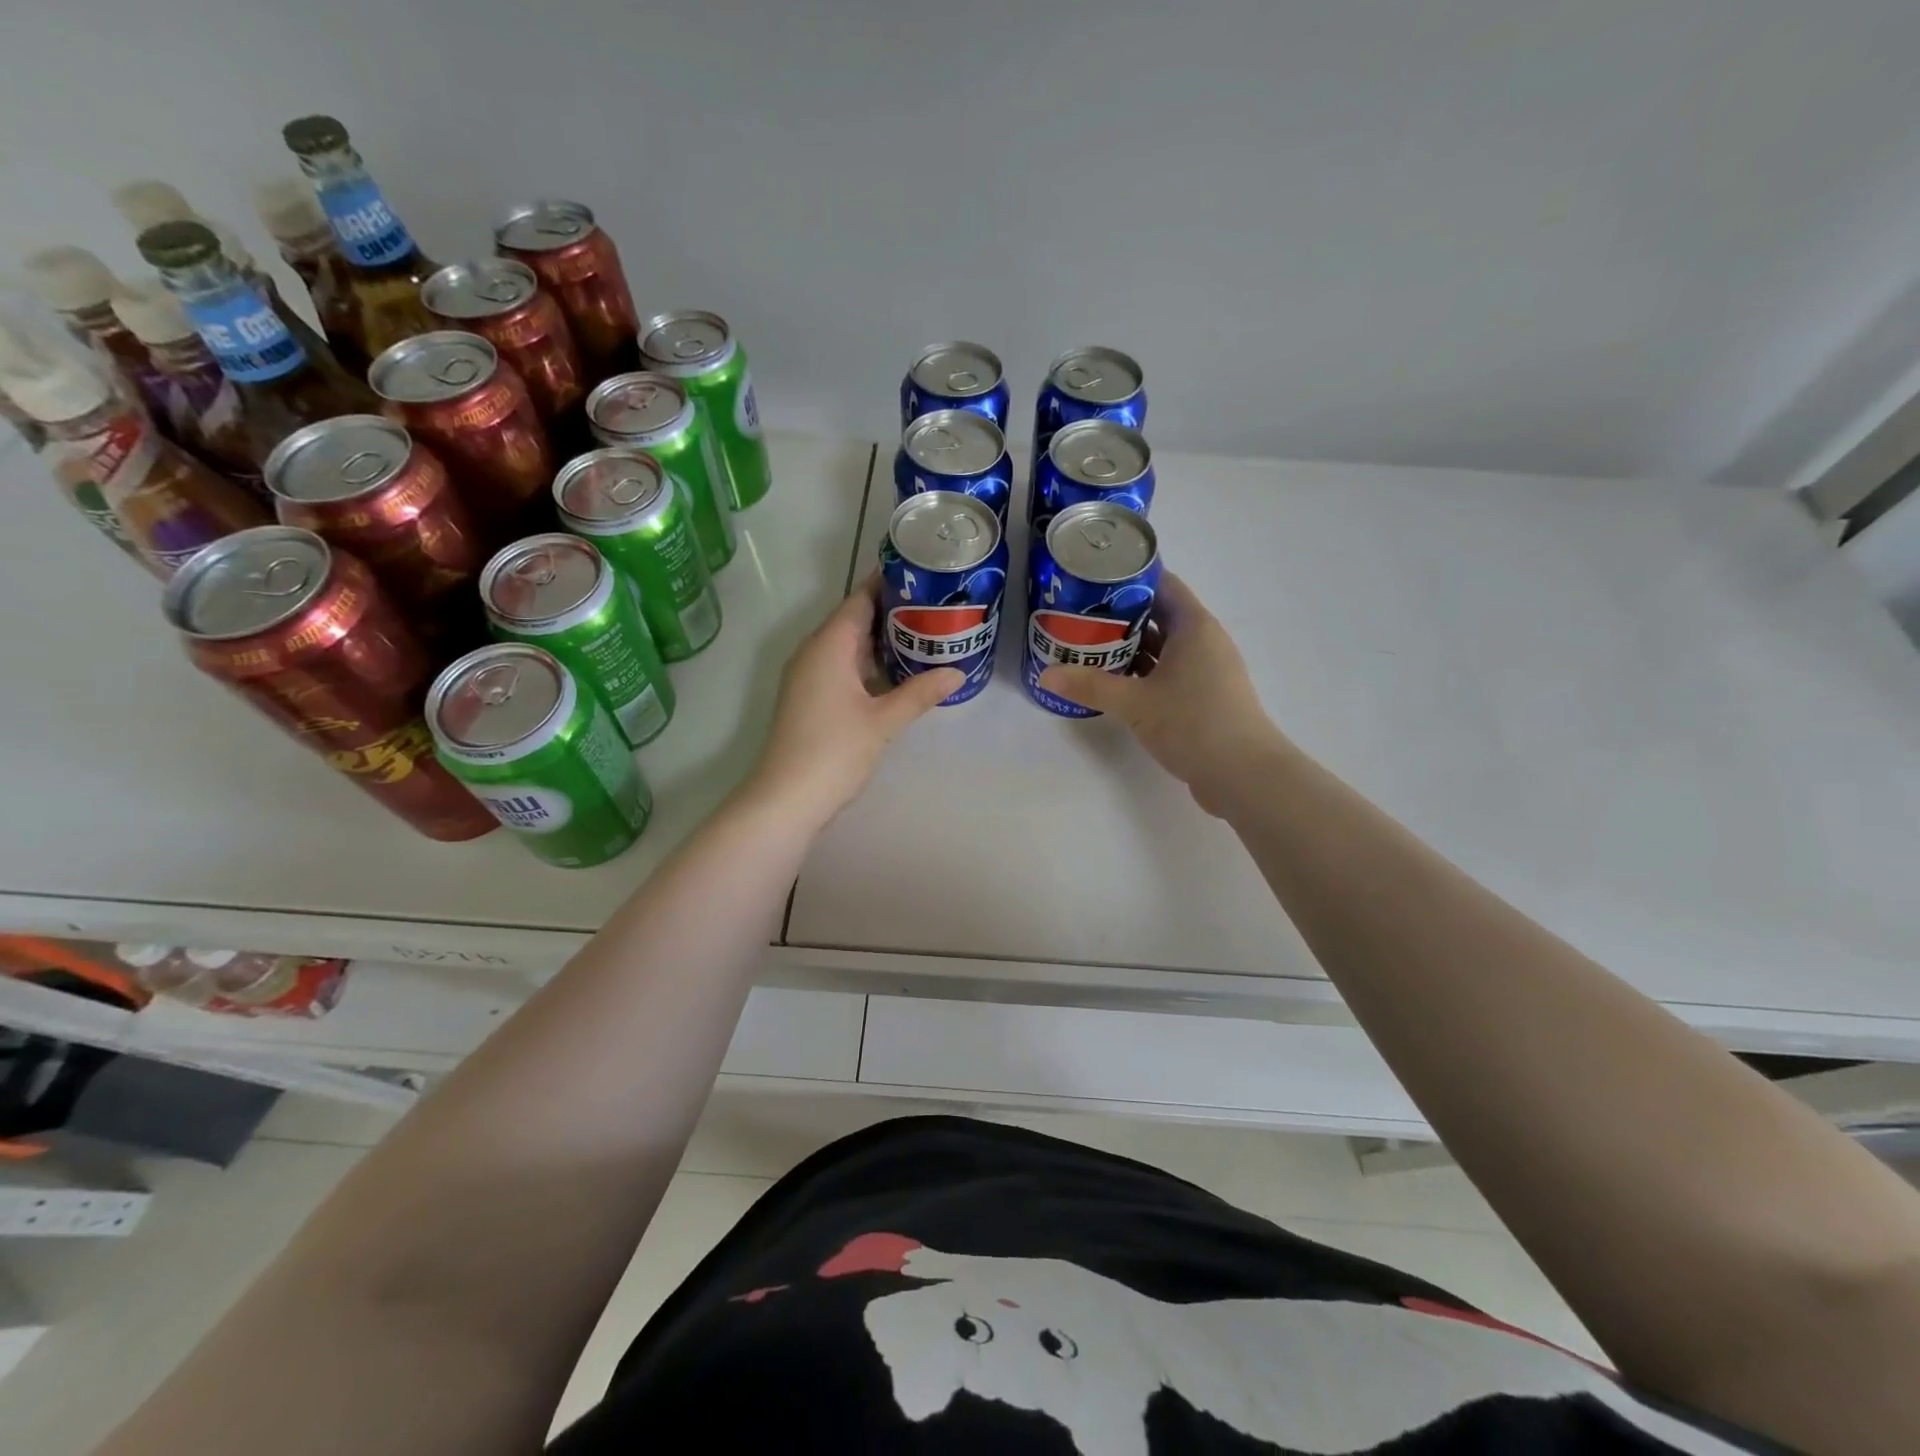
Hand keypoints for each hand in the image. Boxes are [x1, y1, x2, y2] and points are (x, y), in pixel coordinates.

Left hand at [745, 574, 962, 824]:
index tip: (924, 575)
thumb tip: (957, 673)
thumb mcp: (883, 721)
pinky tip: (898, 673)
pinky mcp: (810, 697)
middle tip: (937, 607)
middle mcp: (814, 652)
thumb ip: (919, 693)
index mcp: (829, 645)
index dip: (890, 584)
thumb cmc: (833, 751)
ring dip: (883, 640)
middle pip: (855, 619)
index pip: (860, 599)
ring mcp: (809, 676)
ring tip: (926, 635)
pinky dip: (869, 664)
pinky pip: (843, 666)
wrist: (786, 798)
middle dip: (893, 612)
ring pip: (849, 645)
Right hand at [1039, 572, 1283, 816]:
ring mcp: (1206, 670)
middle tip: (1079, 616)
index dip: (1128, 578)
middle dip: (1120, 615)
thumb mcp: (1135, 703)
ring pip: (1163, 646)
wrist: (1243, 774)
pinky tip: (1114, 681)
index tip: (1092, 580)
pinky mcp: (1204, 696)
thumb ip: (1090, 685)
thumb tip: (1046, 675)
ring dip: (1129, 646)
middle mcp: (1204, 641)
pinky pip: (1168, 671)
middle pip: (1159, 614)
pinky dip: (1143, 671)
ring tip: (1088, 646)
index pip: (1162, 584)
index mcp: (1194, 626)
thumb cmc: (1192, 723)